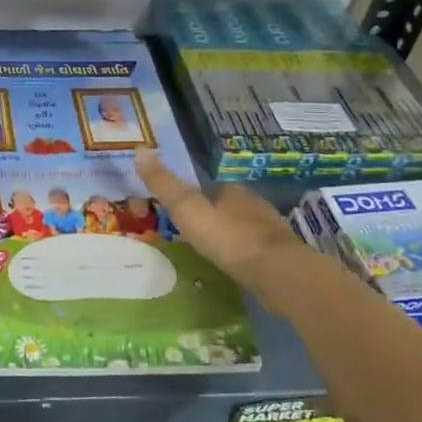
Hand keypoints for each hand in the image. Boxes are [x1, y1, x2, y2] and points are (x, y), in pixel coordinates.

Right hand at [135, 149, 305, 285]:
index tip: (184, 212)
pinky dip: (246, 255)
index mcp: (231, 191)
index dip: (197, 198)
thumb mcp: (187, 209)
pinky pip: (258, 251)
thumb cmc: (228, 237)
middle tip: (197, 233)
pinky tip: (238, 267)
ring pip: (246, 228)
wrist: (278, 272)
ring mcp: (271, 230)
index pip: (211, 188)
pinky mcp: (282, 256)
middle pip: (230, 207)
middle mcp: (254, 204)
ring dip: (232, 236)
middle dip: (216, 217)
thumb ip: (164, 184)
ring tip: (215, 252)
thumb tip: (139, 149)